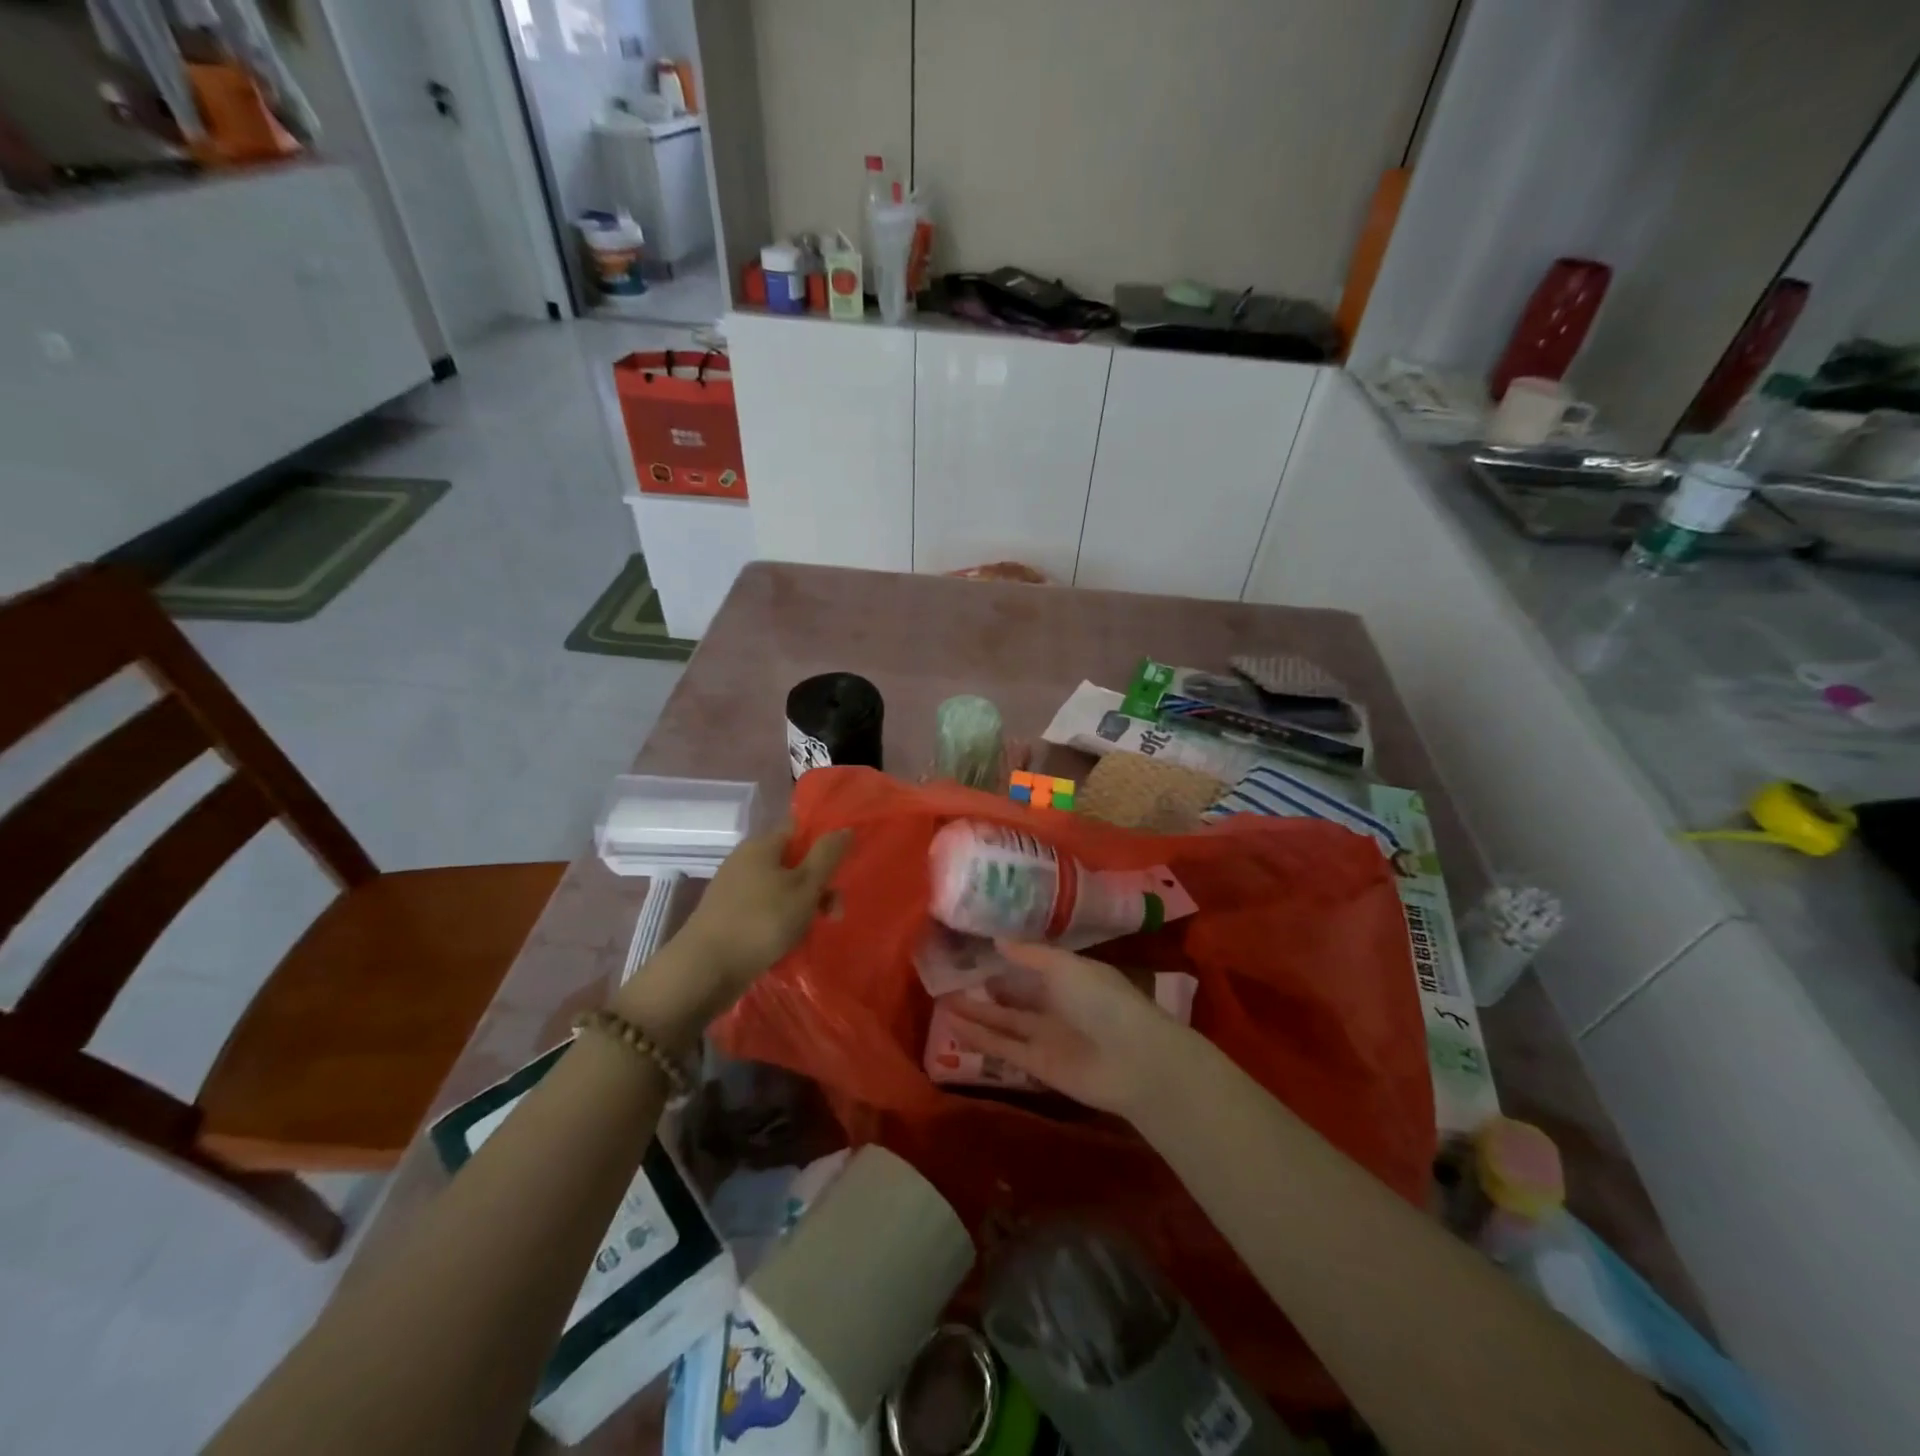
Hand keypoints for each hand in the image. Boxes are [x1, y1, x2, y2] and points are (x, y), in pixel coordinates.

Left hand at [674, 822, 850, 1002]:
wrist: (705, 969)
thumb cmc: (761, 921)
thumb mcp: (805, 886)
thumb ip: (827, 855)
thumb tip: (845, 827)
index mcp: (762, 845)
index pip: (800, 829)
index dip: (825, 842)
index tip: (844, 867)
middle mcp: (745, 860)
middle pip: (793, 862)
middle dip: (818, 885)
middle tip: (833, 913)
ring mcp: (734, 889)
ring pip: (781, 889)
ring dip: (802, 907)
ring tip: (811, 932)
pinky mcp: (728, 916)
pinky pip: (765, 909)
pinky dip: (781, 921)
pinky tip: (788, 941)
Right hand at [945, 941, 1188, 1117]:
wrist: (1133, 1059)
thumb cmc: (1103, 1000)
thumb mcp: (1065, 966)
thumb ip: (1030, 954)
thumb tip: (997, 940)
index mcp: (1069, 977)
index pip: (1033, 965)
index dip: (1007, 959)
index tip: (974, 949)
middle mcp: (1056, 1005)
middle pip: (1015, 996)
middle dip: (987, 988)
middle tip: (950, 978)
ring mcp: (1046, 1037)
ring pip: (1004, 1022)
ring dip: (976, 1013)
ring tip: (942, 1002)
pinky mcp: (1038, 1066)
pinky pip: (1003, 1048)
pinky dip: (979, 1038)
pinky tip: (953, 1026)